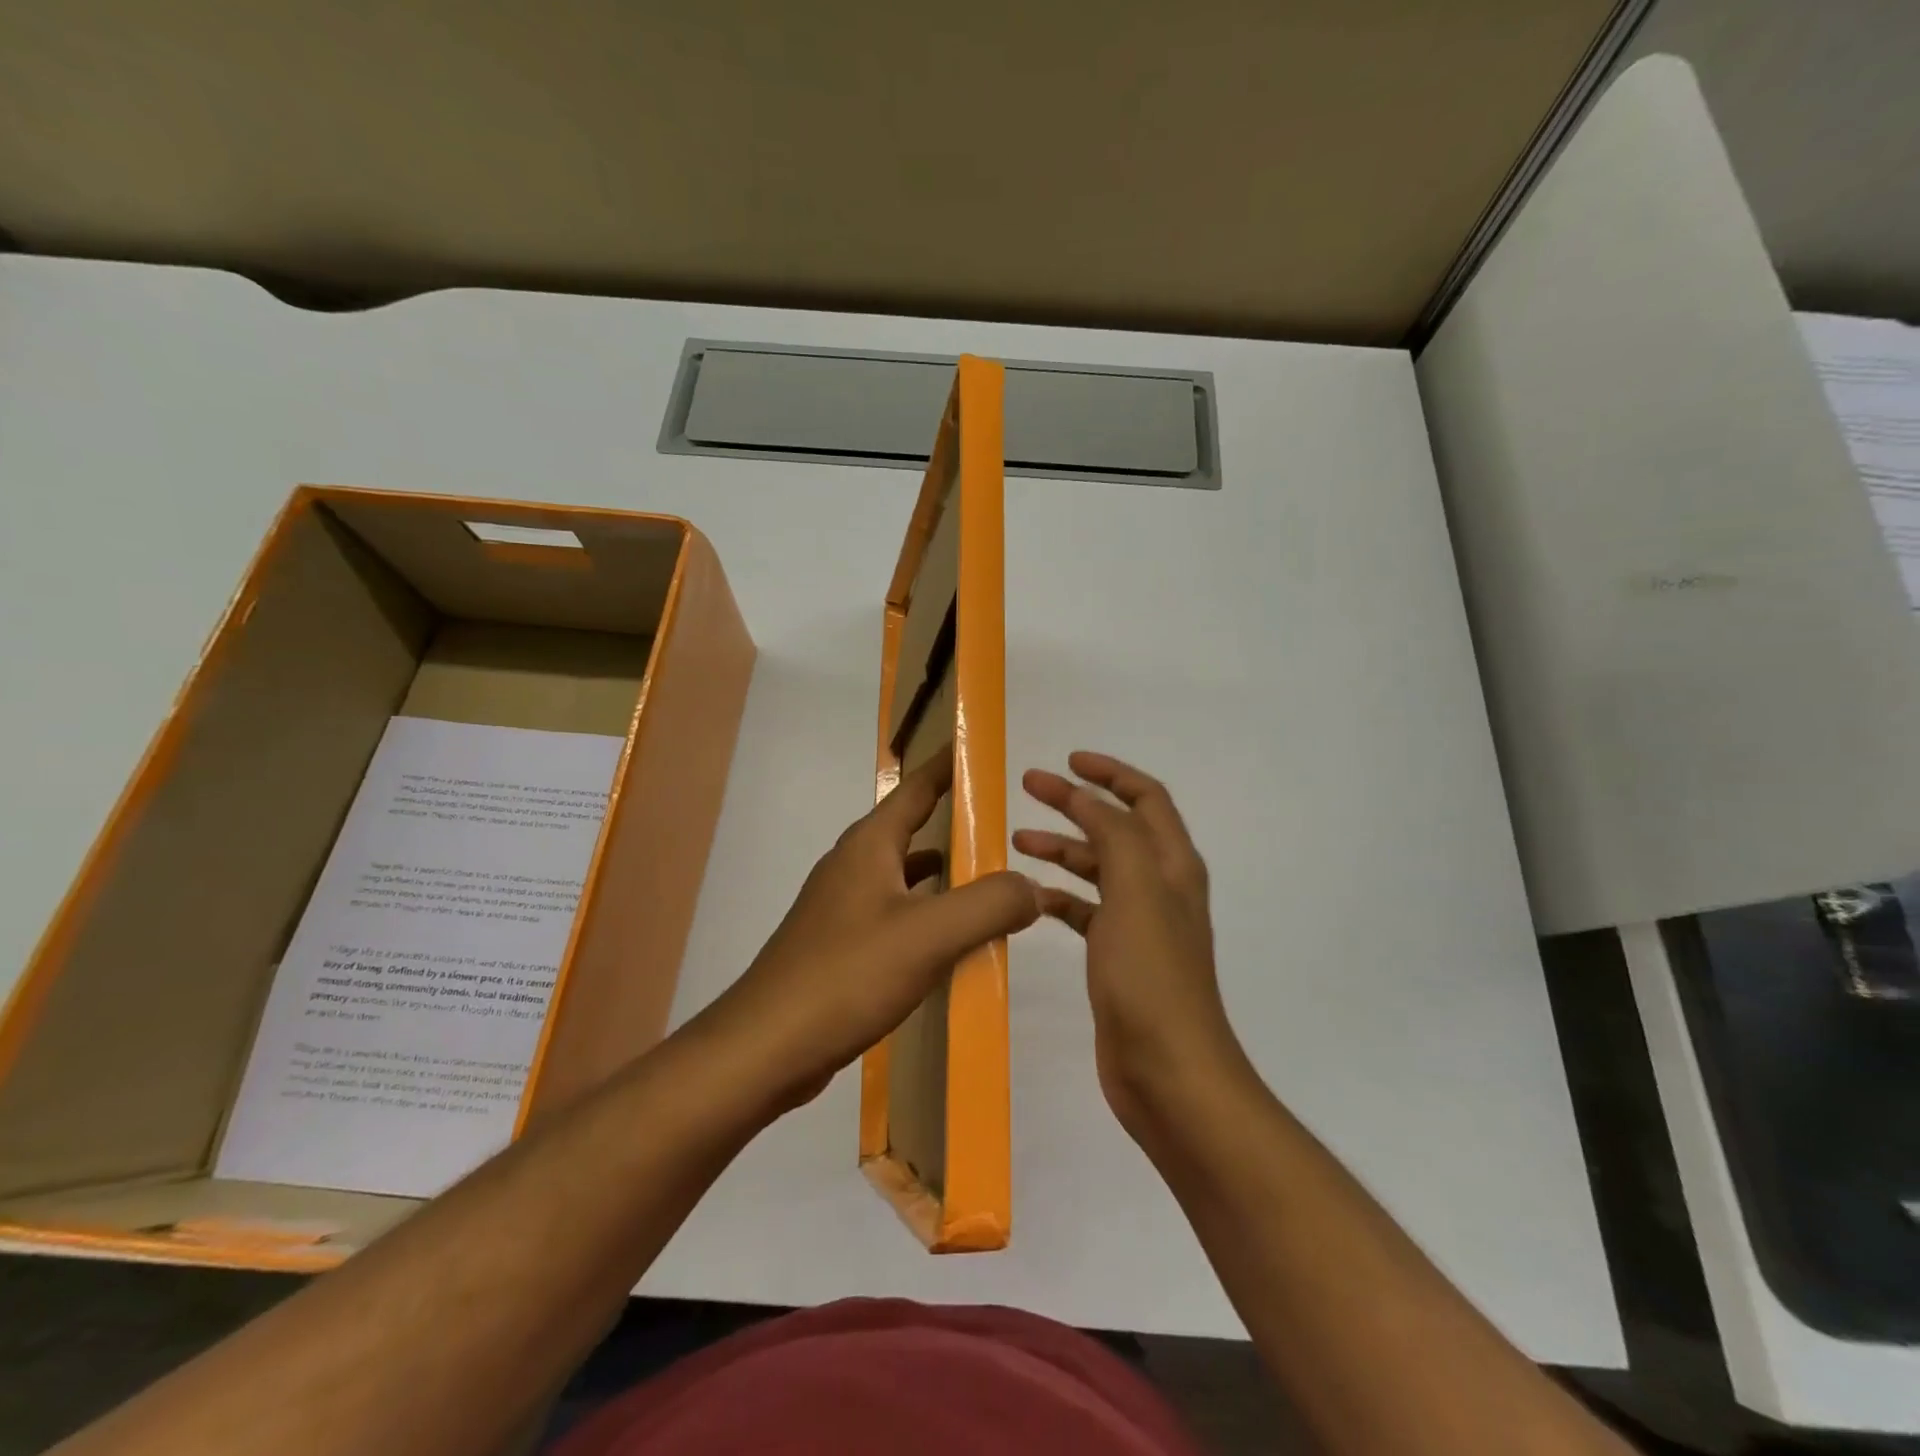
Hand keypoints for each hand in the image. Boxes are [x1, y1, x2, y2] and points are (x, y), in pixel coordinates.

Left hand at [709, 752, 1039, 1113]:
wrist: (766, 1047)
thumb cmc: (846, 976)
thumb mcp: (928, 935)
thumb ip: (989, 905)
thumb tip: (1032, 887)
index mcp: (869, 846)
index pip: (916, 788)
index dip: (948, 766)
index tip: (980, 749)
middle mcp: (853, 866)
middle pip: (911, 829)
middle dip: (954, 821)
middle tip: (1004, 823)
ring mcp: (842, 907)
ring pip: (904, 875)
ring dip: (943, 874)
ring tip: (988, 880)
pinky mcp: (840, 946)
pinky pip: (895, 913)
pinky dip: (926, 915)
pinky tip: (948, 941)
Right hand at [1014, 752, 1240, 1137]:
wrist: (1167, 1071)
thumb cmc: (1151, 975)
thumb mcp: (1135, 890)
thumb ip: (1113, 835)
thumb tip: (1087, 798)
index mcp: (1172, 864)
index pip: (1146, 798)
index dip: (1110, 773)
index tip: (1067, 761)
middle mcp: (1160, 887)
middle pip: (1116, 828)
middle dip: (1076, 803)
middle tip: (1030, 787)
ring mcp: (1139, 924)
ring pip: (1098, 869)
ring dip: (1062, 848)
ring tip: (1017, 839)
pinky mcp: (1118, 957)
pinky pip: (1085, 911)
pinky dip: (1059, 897)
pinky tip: (1029, 898)